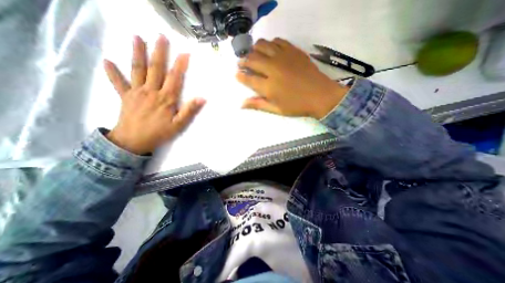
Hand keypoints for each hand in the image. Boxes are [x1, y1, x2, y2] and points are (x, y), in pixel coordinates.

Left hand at [102, 36, 204, 155]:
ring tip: (137, 38)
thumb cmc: (159, 133)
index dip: (180, 65)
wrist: (134, 141)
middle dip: (159, 52)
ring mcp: (136, 92)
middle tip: (161, 37)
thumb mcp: (179, 124)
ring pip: (137, 70)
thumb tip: (202, 98)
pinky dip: (112, 72)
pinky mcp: (126, 96)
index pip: (174, 78)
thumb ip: (189, 111)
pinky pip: (118, 83)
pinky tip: (107, 61)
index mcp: (166, 98)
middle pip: (155, 68)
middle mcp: (151, 91)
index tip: (185, 53)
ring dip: (137, 53)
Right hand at [236, 38, 347, 117]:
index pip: (248, 79)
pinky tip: (270, 50)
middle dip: (244, 61)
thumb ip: (258, 105)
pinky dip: (270, 44)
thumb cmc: (297, 105)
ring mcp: (283, 57)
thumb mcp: (277, 109)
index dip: (240, 76)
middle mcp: (273, 69)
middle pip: (252, 59)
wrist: (320, 95)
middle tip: (242, 64)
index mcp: (269, 87)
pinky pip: (277, 41)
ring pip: (262, 45)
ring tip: (254, 55)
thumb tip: (241, 104)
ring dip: (254, 50)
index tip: (237, 74)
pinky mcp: (293, 50)